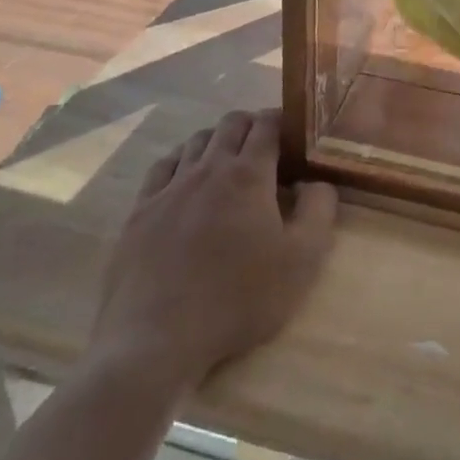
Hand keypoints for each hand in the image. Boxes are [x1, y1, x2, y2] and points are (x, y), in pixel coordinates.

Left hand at [85, 110, 336, 391]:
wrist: (156, 339)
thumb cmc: (239, 299)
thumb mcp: (302, 260)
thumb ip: (319, 210)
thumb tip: (316, 181)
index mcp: (249, 175)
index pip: (267, 123)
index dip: (284, 119)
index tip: (297, 132)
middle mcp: (208, 168)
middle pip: (231, 123)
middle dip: (253, 124)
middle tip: (269, 149)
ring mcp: (169, 187)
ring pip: (197, 140)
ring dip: (218, 140)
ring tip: (230, 163)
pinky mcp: (140, 210)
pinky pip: (163, 166)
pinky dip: (182, 160)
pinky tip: (186, 178)